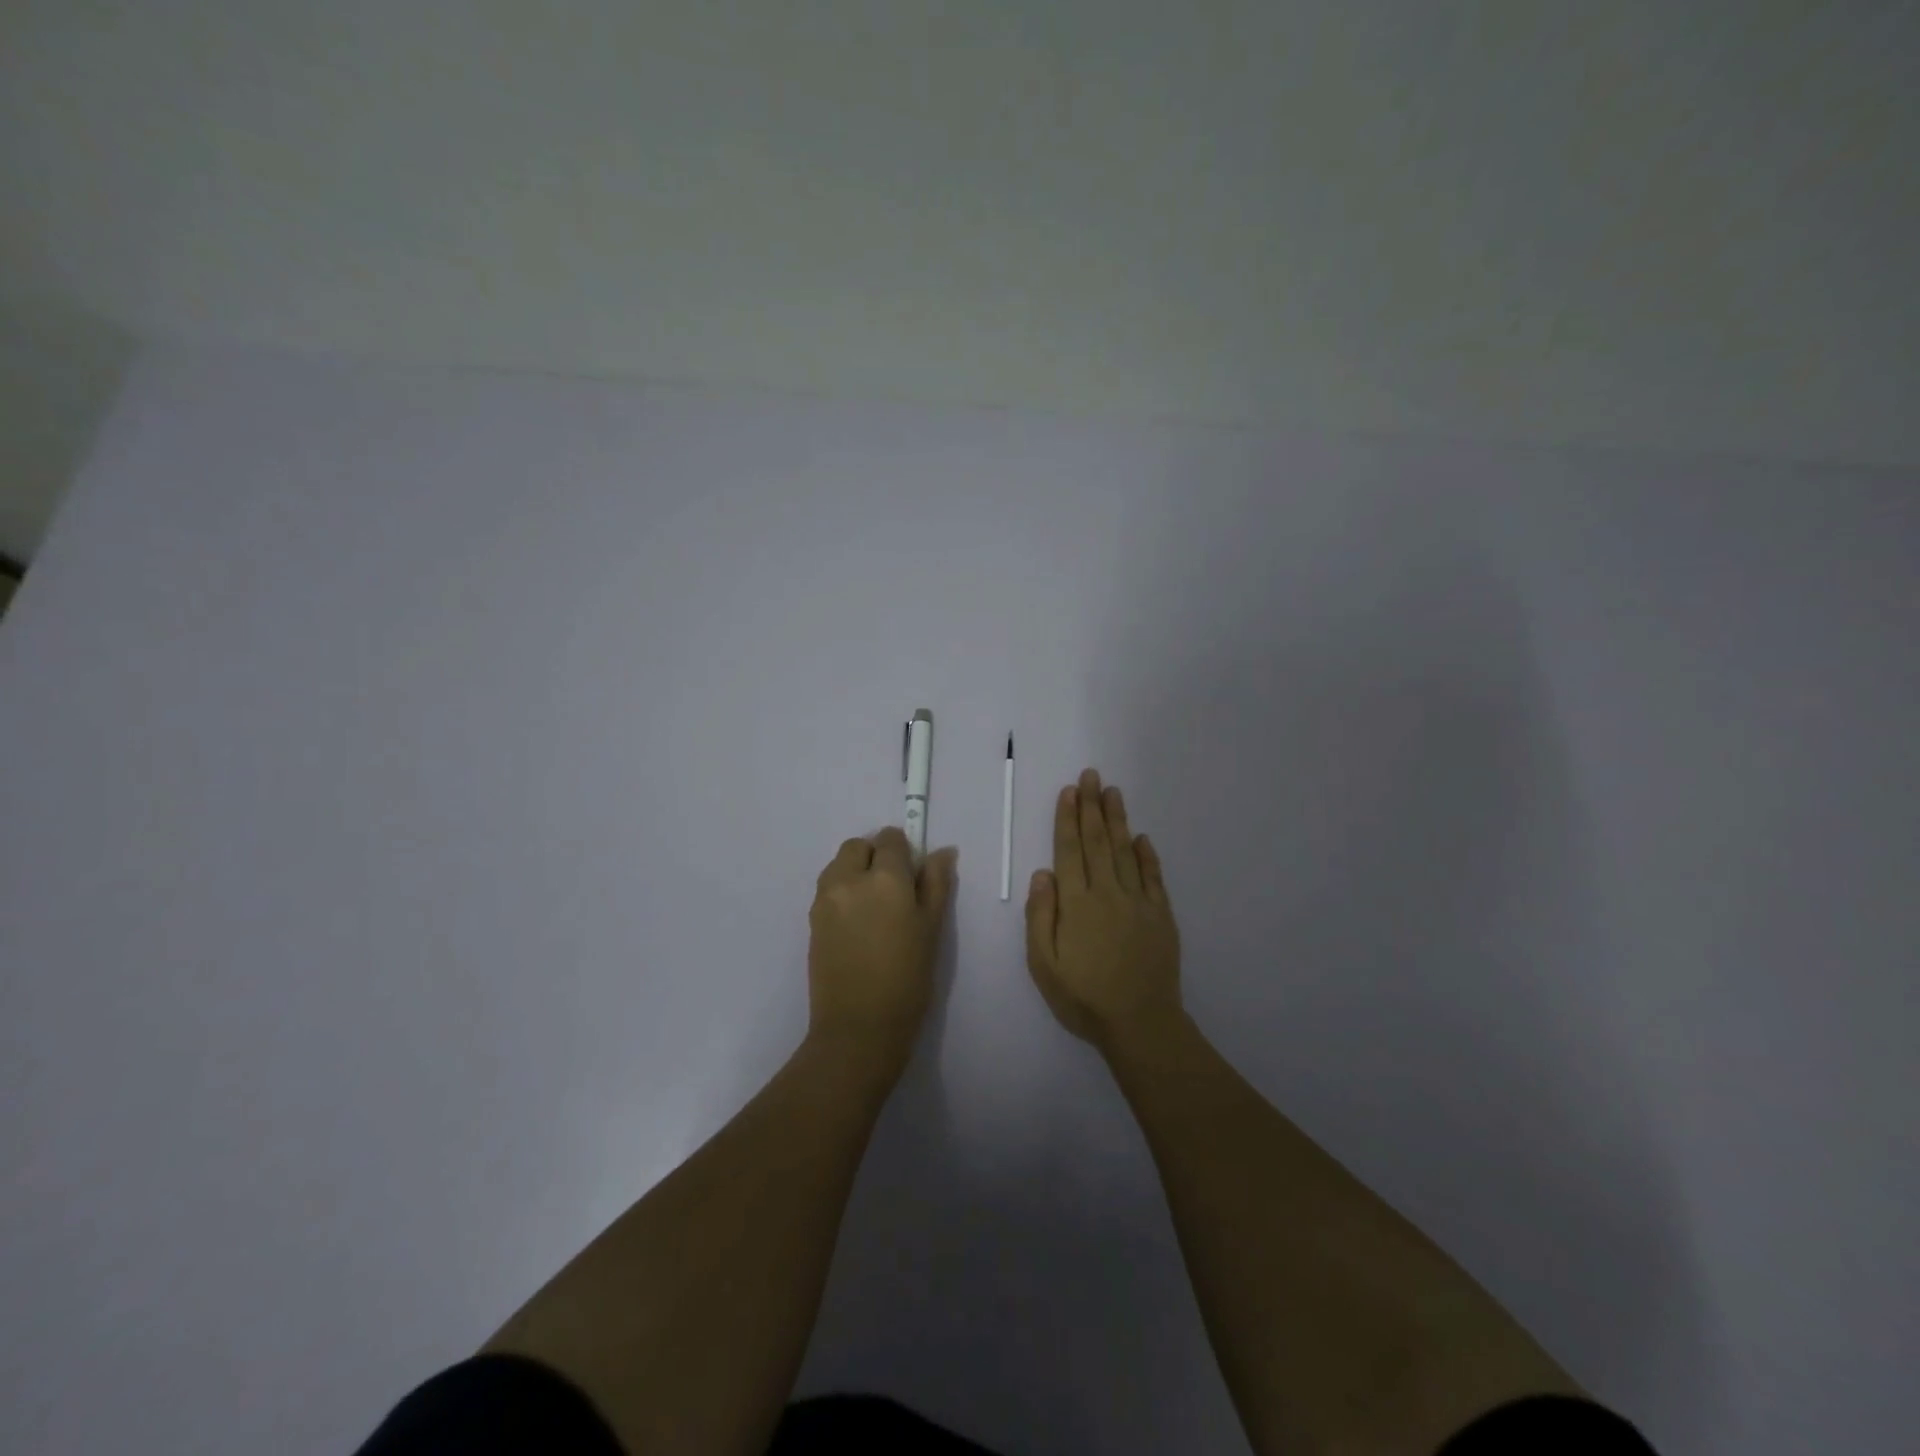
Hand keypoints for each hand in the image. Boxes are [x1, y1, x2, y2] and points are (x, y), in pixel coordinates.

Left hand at [807, 827, 956, 1083]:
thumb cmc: (907, 979)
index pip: (891, 840)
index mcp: (885, 878)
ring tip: (874, 907)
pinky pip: (828, 889)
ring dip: (855, 871)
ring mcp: (825, 899)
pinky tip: (858, 924)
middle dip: (875, 855)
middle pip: (858, 846)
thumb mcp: (932, 929)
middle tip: (894, 889)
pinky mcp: (812, 919)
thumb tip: (943, 851)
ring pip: (839, 864)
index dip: (904, 851)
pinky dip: (842, 891)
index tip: (913, 874)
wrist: (858, 1027)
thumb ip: (936, 883)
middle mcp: (849, 879)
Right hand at [1026, 769, 1181, 1052]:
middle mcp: (1108, 892)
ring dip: (1118, 820)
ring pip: (1125, 851)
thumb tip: (1042, 873)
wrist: (1141, 1023)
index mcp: (1077, 903)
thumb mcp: (1044, 964)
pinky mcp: (1161, 915)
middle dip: (1092, 806)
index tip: (1070, 791)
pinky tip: (1141, 838)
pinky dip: (1147, 854)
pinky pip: (1153, 877)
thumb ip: (1040, 916)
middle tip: (1092, 775)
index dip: (1068, 818)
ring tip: (1114, 792)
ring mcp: (1138, 902)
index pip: (1069, 850)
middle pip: (1097, 841)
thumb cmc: (1083, 997)